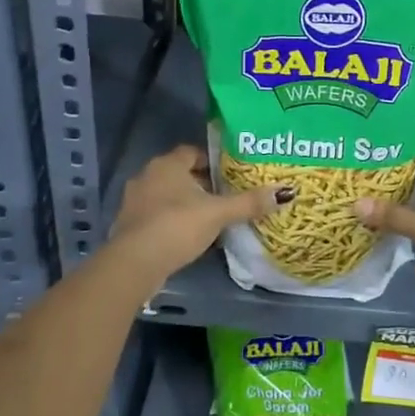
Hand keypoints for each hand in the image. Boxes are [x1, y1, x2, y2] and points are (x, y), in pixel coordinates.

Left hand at [107, 145, 292, 284]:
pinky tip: (188, 235)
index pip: (193, 151)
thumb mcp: (218, 213)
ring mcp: (134, 201)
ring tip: (211, 216)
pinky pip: (157, 214)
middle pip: (180, 173)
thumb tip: (286, 192)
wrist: (134, 264)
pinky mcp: (129, 225)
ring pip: (167, 195)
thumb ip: (249, 203)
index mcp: (167, 164)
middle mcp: (147, 176)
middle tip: (226, 194)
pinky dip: (172, 220)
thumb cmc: (177, 226)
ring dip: (186, 202)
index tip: (231, 172)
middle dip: (202, 182)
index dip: (212, 160)